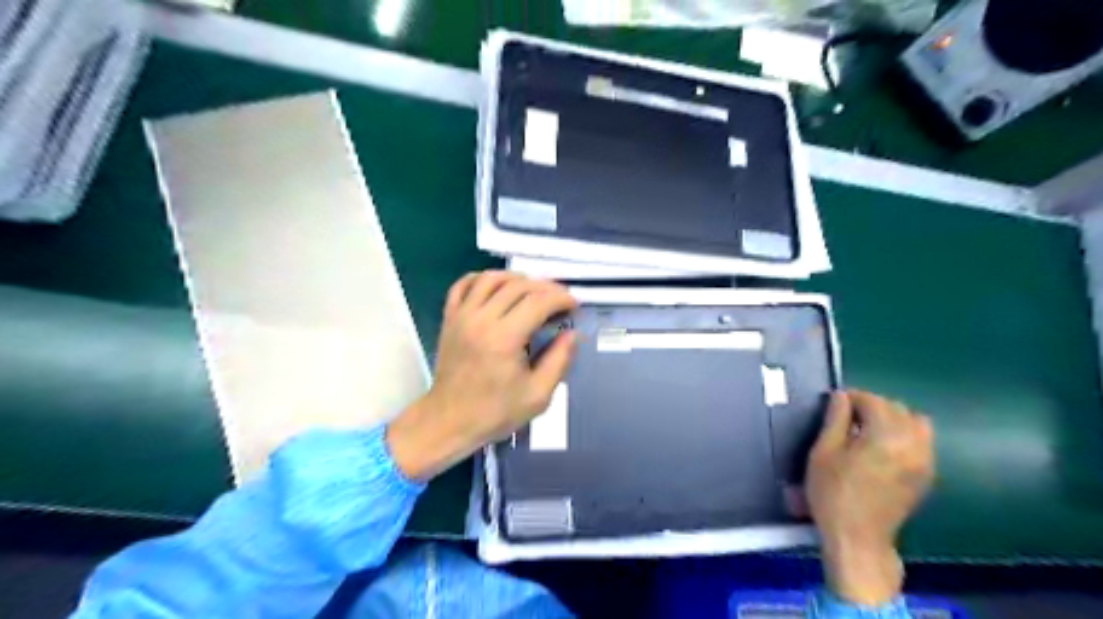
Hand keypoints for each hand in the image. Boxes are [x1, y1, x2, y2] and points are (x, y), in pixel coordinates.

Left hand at [388, 273, 576, 481]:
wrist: (448, 421)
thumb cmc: (494, 412)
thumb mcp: (538, 395)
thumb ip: (559, 361)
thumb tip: (573, 334)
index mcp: (504, 339)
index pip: (538, 302)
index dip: (561, 298)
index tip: (574, 305)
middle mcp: (481, 320)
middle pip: (518, 286)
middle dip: (546, 287)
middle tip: (560, 299)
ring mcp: (461, 316)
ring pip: (491, 278)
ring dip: (516, 278)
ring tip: (533, 291)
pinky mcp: (449, 318)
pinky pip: (464, 285)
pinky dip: (482, 279)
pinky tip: (498, 288)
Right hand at [807, 390, 932, 607]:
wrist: (857, 537)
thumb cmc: (832, 492)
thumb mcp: (823, 451)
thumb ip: (835, 419)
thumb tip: (841, 396)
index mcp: (886, 435)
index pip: (872, 400)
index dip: (851, 397)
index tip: (834, 404)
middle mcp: (913, 443)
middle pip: (896, 408)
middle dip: (871, 406)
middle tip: (846, 417)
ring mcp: (925, 460)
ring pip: (914, 422)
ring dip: (892, 418)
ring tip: (868, 430)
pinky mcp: (927, 474)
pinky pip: (923, 441)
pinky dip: (905, 434)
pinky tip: (884, 446)